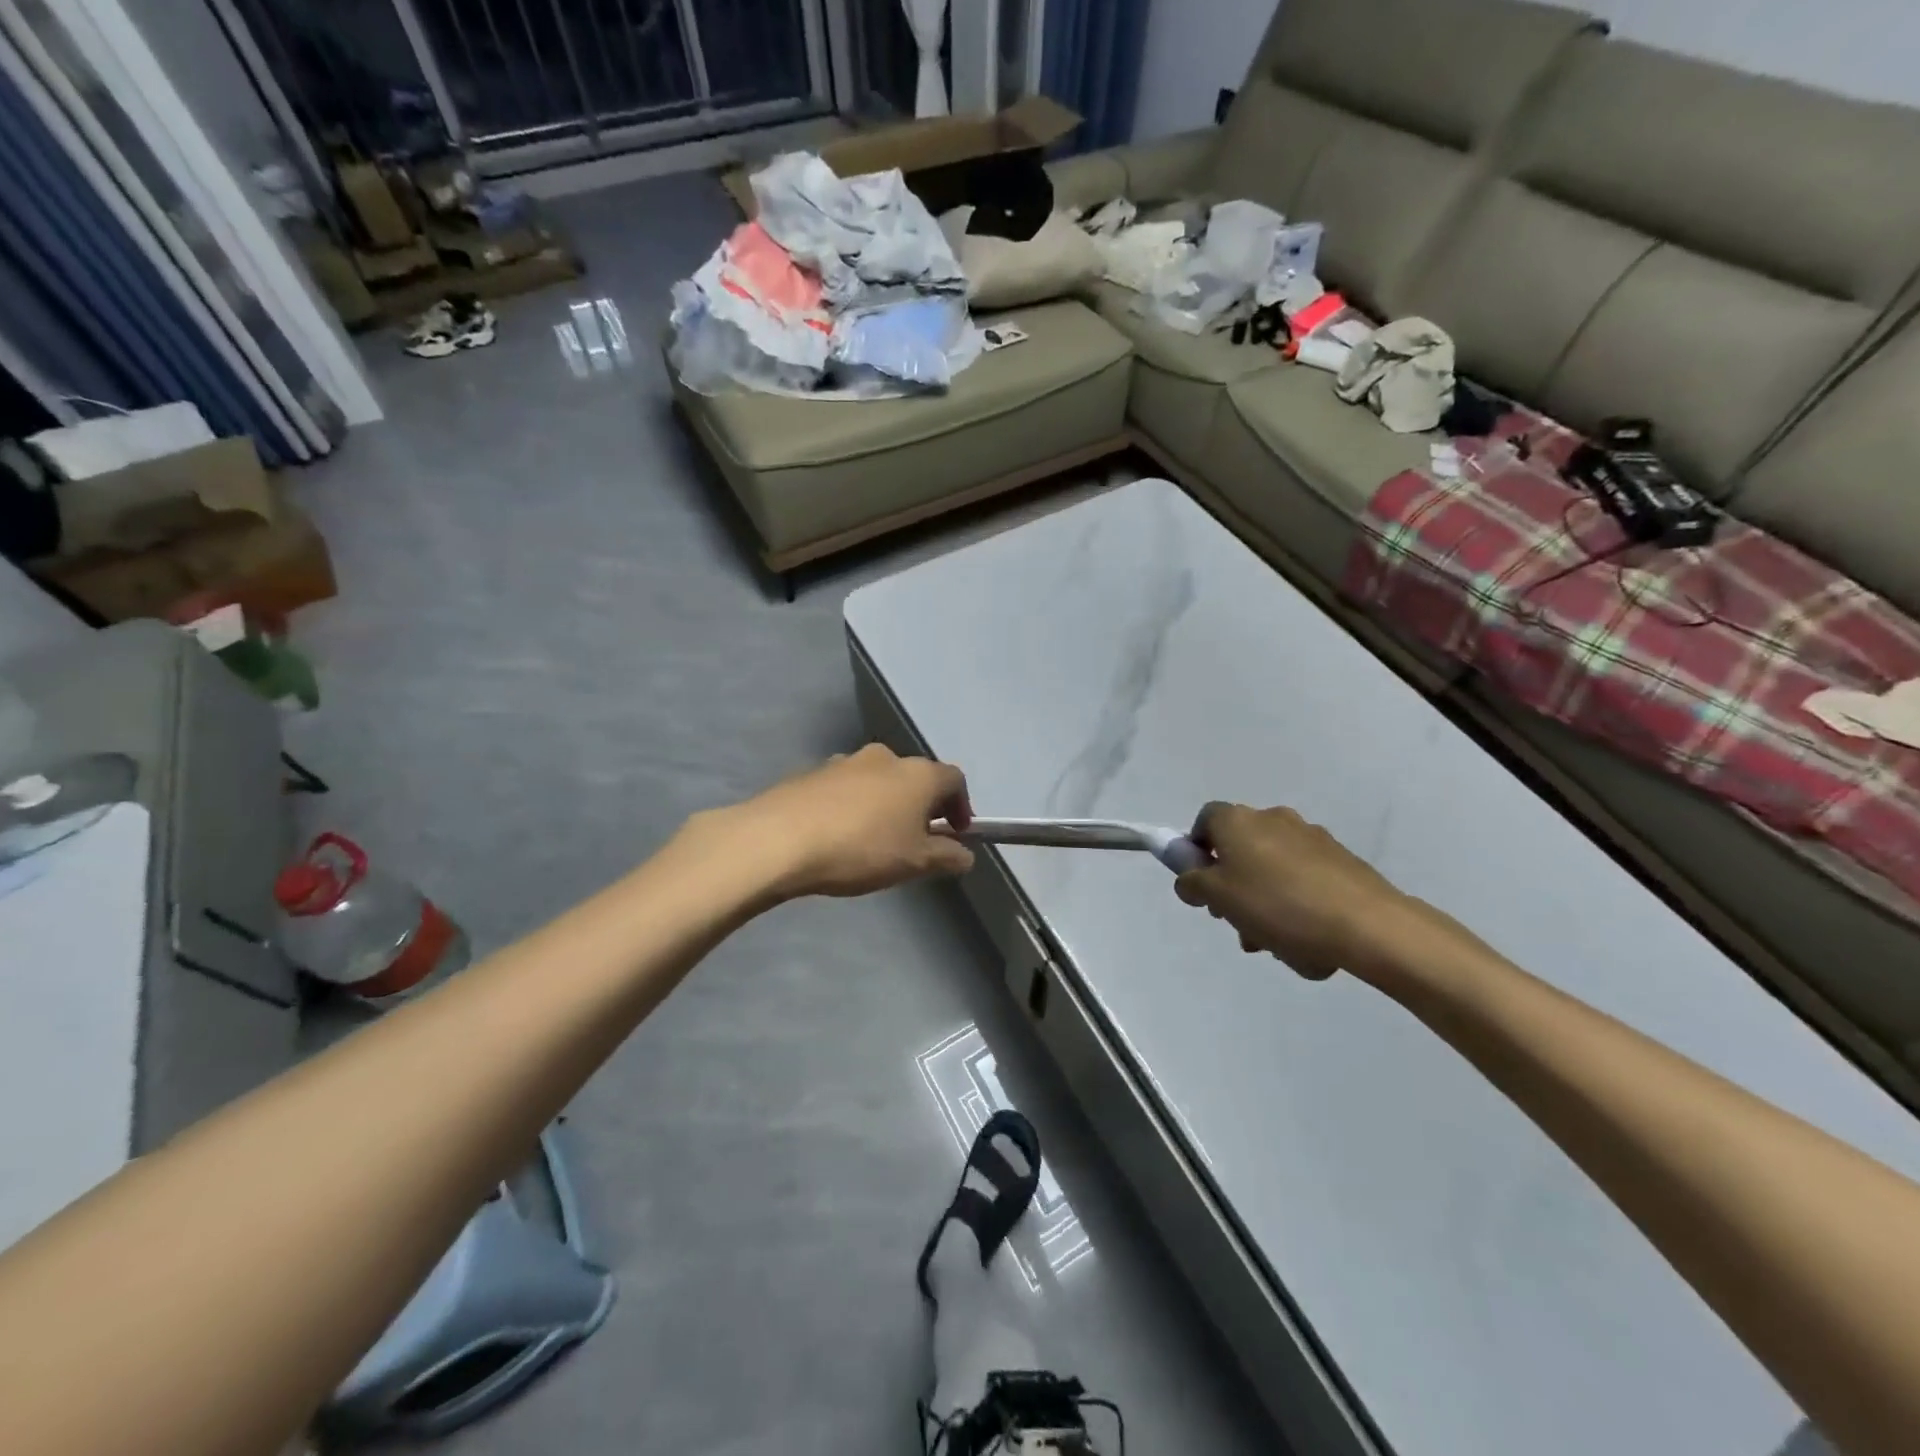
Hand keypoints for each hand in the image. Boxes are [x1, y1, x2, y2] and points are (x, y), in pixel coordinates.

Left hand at [716, 744, 975, 899]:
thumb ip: (947, 856)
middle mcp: (885, 757)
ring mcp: (845, 760)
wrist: (780, 838)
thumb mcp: (915, 862)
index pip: (954, 780)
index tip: (956, 833)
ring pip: (878, 780)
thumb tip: (965, 854)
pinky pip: (844, 787)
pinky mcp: (811, 772)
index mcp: (918, 773)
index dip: (961, 806)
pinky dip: (852, 805)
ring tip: (873, 840)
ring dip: (884, 803)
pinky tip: (838, 835)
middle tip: (915, 839)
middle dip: (921, 805)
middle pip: (915, 777)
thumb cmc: (861, 848)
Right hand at [1172, 803, 1424, 979]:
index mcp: (1239, 820)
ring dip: (1264, 902)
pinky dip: (1297, 905)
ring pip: (1272, 870)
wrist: (1367, 925)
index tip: (1201, 883)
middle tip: (1235, 922)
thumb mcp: (1218, 898)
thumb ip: (1193, 884)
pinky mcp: (1341, 860)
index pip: (1205, 821)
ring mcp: (1311, 838)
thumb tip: (1190, 879)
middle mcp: (1273, 818)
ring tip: (1273, 944)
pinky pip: (1304, 882)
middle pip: (1240, 849)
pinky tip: (1306, 941)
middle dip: (1233, 886)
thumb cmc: (1278, 905)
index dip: (1196, 850)